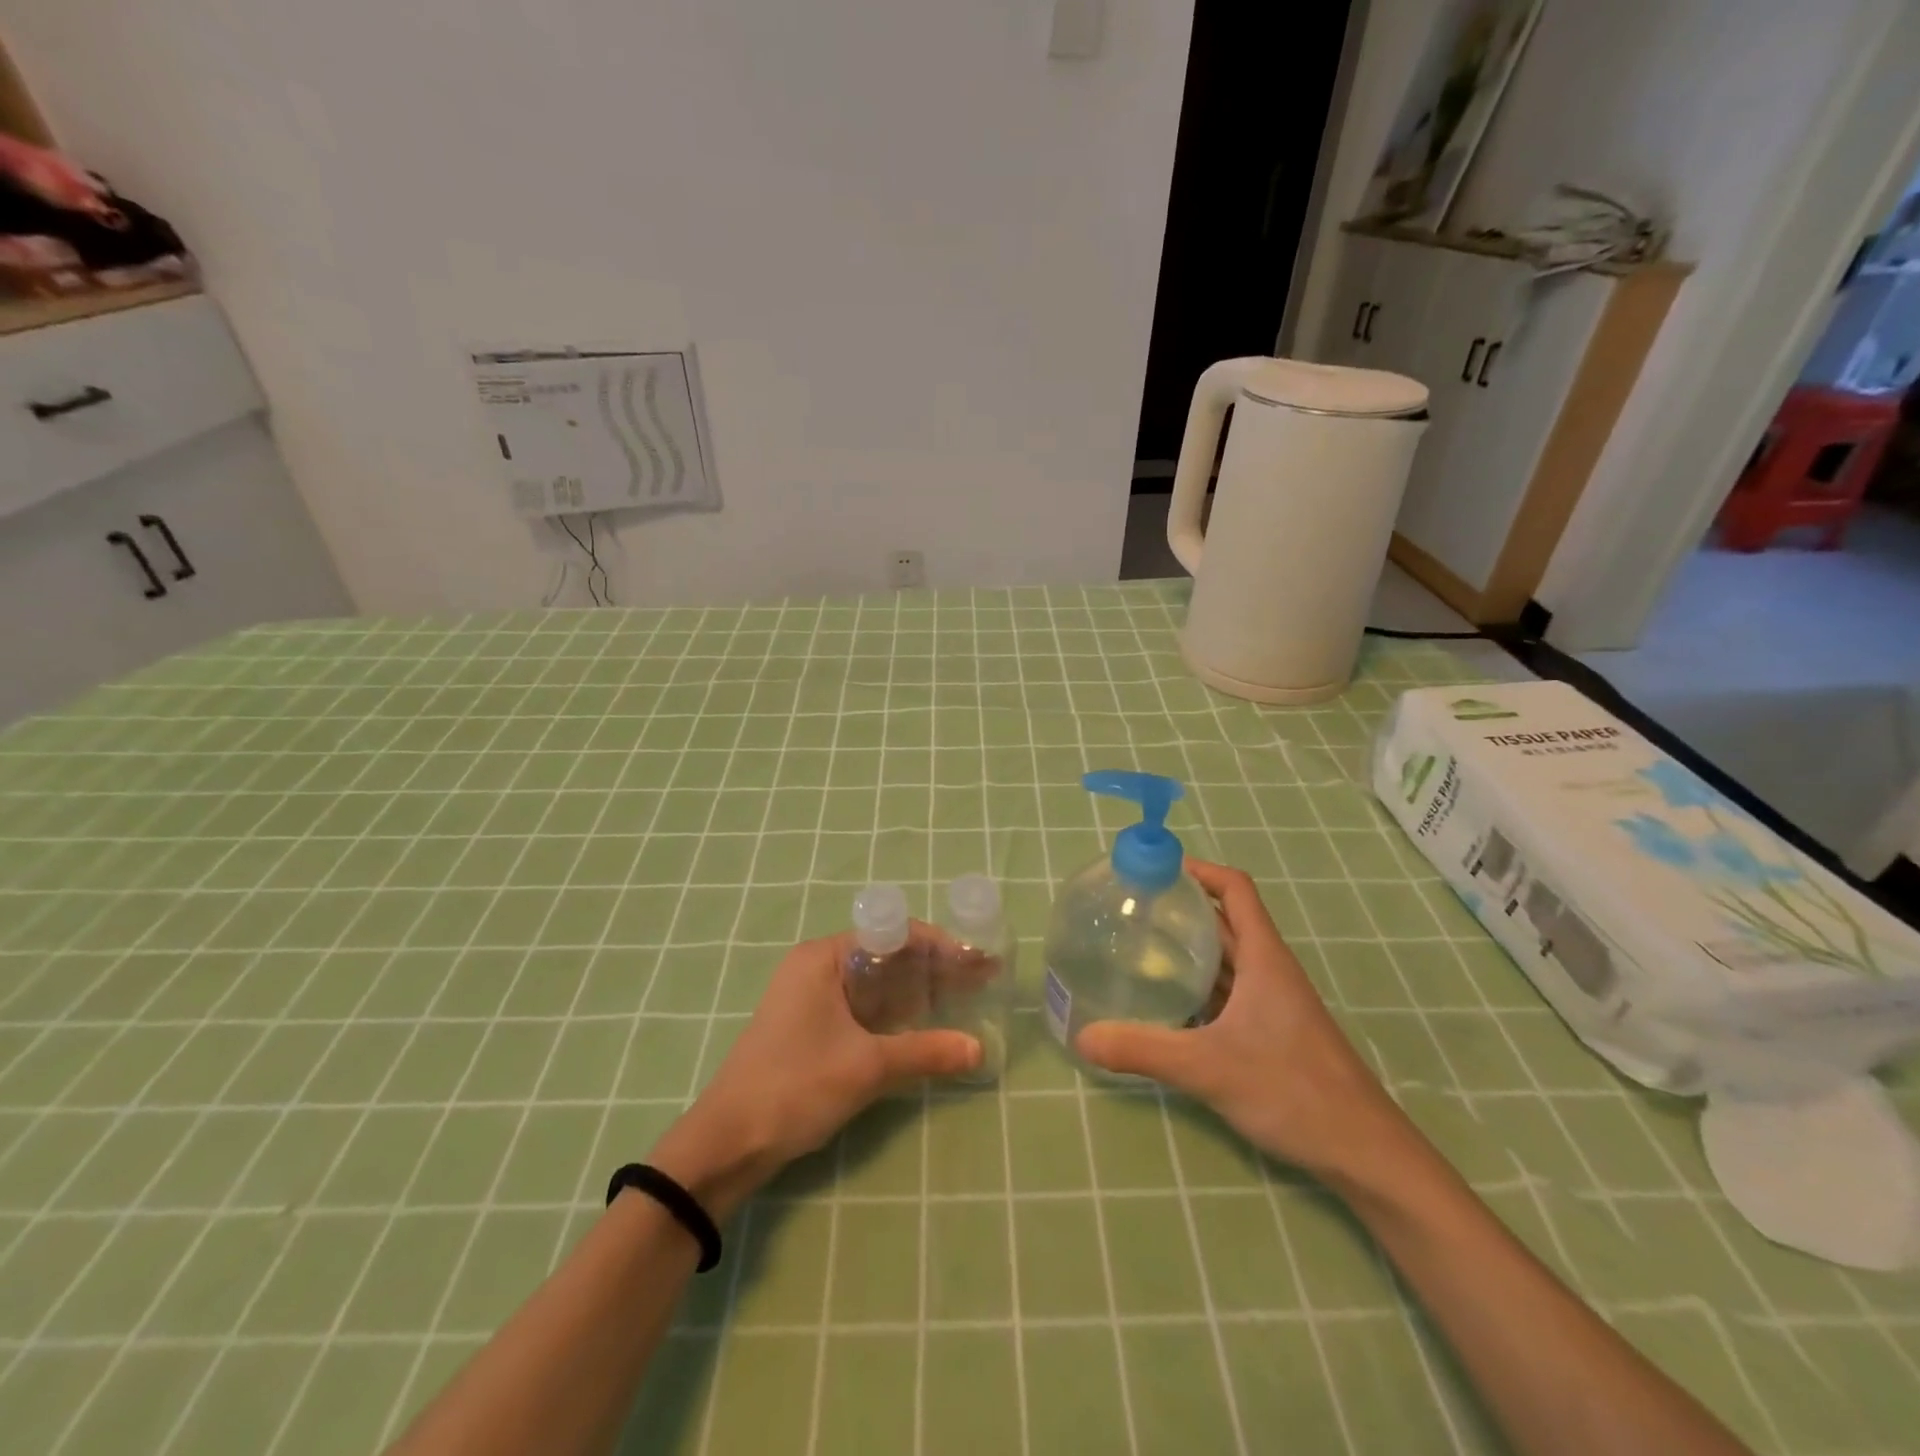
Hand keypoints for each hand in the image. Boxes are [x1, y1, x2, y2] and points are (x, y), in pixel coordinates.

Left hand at [650, 929, 980, 1219]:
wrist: (727, 1144)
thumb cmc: (795, 1087)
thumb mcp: (867, 1067)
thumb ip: (925, 1053)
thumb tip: (979, 1049)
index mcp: (824, 957)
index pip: (894, 934)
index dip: (940, 946)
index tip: (978, 960)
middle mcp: (817, 966)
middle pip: (887, 956)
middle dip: (935, 968)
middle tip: (981, 980)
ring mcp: (811, 996)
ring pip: (876, 983)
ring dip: (917, 991)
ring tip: (964, 998)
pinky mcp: (810, 1025)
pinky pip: (862, 1007)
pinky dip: (895, 1012)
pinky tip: (924, 1024)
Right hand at [1076, 859, 1419, 1189]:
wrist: (1364, 1153)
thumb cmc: (1293, 1091)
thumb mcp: (1208, 1068)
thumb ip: (1143, 1050)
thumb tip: (1082, 1036)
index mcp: (1264, 957)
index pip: (1234, 889)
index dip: (1199, 870)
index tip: (1155, 870)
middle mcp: (1269, 970)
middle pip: (1224, 921)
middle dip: (1181, 908)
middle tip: (1130, 909)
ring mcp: (1273, 1003)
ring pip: (1226, 959)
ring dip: (1189, 948)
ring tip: (1138, 948)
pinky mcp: (1272, 1031)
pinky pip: (1228, 993)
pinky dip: (1198, 987)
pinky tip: (1167, 1004)